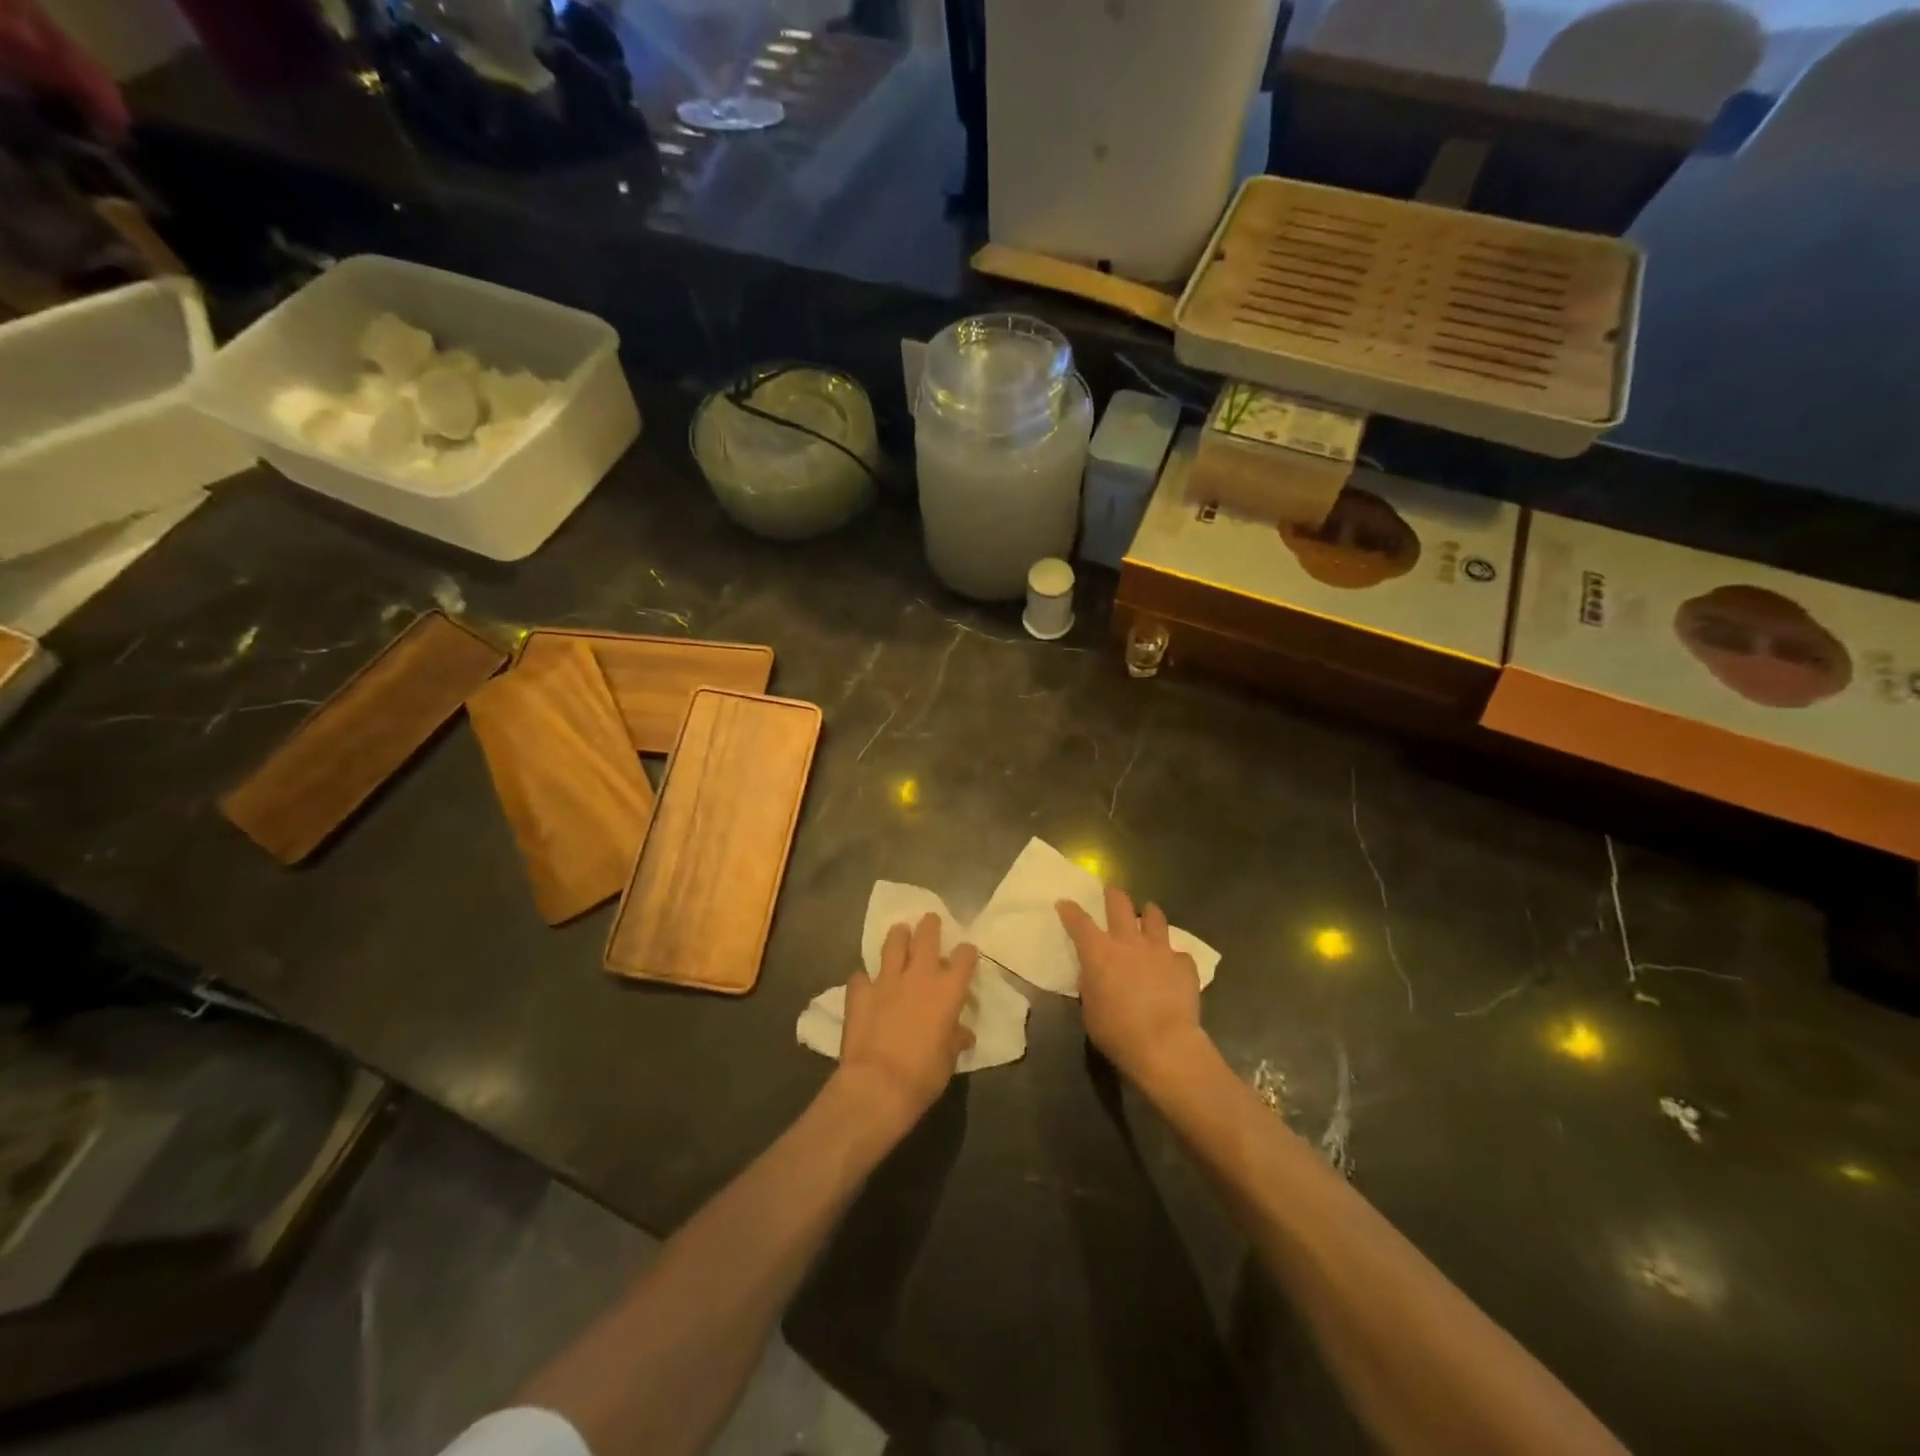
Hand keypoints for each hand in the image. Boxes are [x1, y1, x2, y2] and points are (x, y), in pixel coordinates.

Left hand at [837, 913, 977, 1137]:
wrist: (878, 1083)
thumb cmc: (924, 1074)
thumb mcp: (949, 1058)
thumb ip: (954, 1038)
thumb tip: (962, 1034)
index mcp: (948, 990)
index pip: (964, 957)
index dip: (966, 952)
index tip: (966, 953)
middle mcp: (919, 976)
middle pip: (927, 936)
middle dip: (930, 926)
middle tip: (930, 920)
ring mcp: (886, 980)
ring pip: (893, 944)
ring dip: (898, 936)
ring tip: (899, 931)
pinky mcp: (860, 992)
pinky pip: (861, 977)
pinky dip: (865, 979)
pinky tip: (865, 984)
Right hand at [1058, 886, 1207, 1088]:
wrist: (1164, 1044)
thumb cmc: (1117, 1031)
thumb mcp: (1090, 1010)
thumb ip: (1091, 986)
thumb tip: (1094, 976)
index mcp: (1099, 952)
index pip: (1079, 922)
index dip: (1070, 911)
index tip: (1065, 903)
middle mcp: (1129, 942)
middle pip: (1119, 904)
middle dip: (1113, 895)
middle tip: (1111, 893)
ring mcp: (1159, 950)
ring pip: (1155, 917)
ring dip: (1149, 914)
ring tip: (1148, 915)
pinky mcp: (1184, 965)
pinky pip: (1179, 954)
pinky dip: (1174, 958)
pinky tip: (1174, 967)